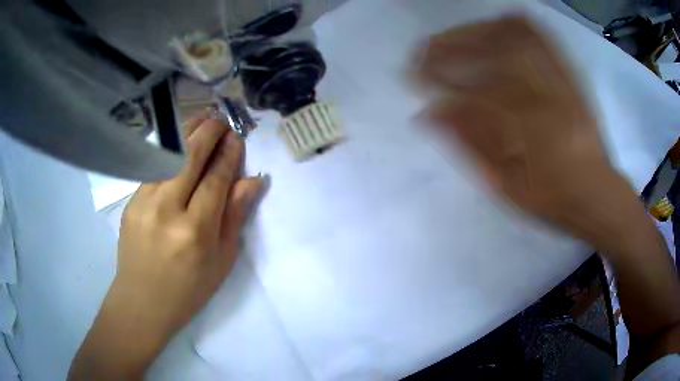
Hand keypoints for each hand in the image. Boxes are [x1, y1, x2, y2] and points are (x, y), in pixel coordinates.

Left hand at [69, 112, 264, 379]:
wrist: (142, 302)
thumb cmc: (188, 290)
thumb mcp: (222, 261)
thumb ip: (235, 217)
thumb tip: (254, 181)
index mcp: (196, 231)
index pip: (216, 178)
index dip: (229, 154)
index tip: (237, 137)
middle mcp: (167, 209)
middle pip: (190, 156)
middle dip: (208, 131)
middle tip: (221, 119)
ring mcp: (144, 202)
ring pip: (168, 154)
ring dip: (187, 132)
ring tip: (202, 118)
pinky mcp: (130, 201)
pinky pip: (153, 167)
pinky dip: (168, 149)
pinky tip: (178, 142)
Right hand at [417, 17, 637, 244]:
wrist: (596, 193)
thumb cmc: (552, 200)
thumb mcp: (506, 188)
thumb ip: (470, 147)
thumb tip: (428, 114)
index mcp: (531, 139)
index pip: (475, 95)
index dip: (439, 80)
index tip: (413, 76)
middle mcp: (549, 102)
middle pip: (495, 57)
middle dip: (452, 47)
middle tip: (424, 49)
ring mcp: (563, 84)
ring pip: (517, 41)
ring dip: (477, 31)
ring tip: (451, 36)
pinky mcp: (571, 76)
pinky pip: (544, 40)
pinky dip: (516, 25)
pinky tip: (496, 22)